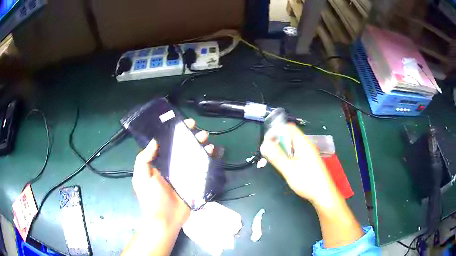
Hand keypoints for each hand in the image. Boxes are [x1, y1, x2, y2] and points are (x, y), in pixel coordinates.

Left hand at [132, 119, 213, 229]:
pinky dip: (207, 160)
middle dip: (191, 138)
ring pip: (193, 157)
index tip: (184, 125)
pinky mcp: (194, 183)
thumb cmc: (151, 198)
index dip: (175, 133)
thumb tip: (154, 141)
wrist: (165, 220)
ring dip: (200, 147)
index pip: (168, 145)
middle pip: (183, 149)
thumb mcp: (141, 177)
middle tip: (200, 132)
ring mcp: (184, 175)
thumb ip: (144, 159)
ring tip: (207, 140)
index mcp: (159, 164)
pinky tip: (212, 153)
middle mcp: (172, 167)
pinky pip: (202, 169)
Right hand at [260, 124, 335, 203]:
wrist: (323, 194)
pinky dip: (287, 156)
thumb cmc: (307, 181)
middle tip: (268, 154)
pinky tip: (284, 166)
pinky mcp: (308, 161)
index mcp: (303, 143)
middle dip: (276, 142)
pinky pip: (295, 153)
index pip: (288, 128)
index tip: (266, 142)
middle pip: (289, 136)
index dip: (276, 131)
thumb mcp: (289, 169)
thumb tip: (264, 144)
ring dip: (281, 151)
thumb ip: (276, 156)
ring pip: (291, 146)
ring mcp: (308, 153)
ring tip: (274, 161)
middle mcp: (306, 145)